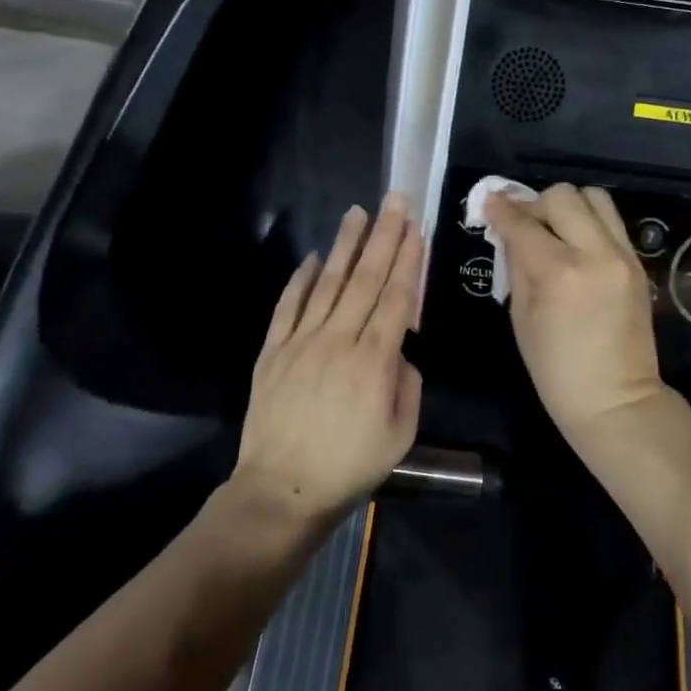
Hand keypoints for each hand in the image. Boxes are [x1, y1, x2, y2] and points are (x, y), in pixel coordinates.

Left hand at [235, 196, 423, 520]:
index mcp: (374, 361)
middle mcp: (338, 340)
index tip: (417, 229)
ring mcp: (301, 342)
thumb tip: (400, 352)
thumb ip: (407, 385)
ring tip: (358, 212)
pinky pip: (288, 306)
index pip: (396, 298)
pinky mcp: (273, 350)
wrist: (281, 489)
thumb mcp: (401, 435)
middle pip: (365, 279)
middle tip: (395, 201)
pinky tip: (313, 257)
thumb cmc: (349, 465)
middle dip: (384, 237)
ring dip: (345, 245)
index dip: (408, 261)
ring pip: (328, 283)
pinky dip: (300, 279)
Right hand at [483, 184, 665, 440]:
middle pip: (563, 196)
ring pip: (594, 198)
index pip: (524, 223)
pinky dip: (588, 223)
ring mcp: (623, 255)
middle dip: (536, 203)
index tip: (489, 201)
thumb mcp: (521, 317)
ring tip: (554, 230)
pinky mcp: (638, 262)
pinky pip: (610, 222)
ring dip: (568, 206)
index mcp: (559, 272)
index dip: (501, 209)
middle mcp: (596, 253)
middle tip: (524, 223)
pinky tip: (574, 246)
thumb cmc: (556, 370)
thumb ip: (517, 265)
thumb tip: (509, 231)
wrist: (616, 400)